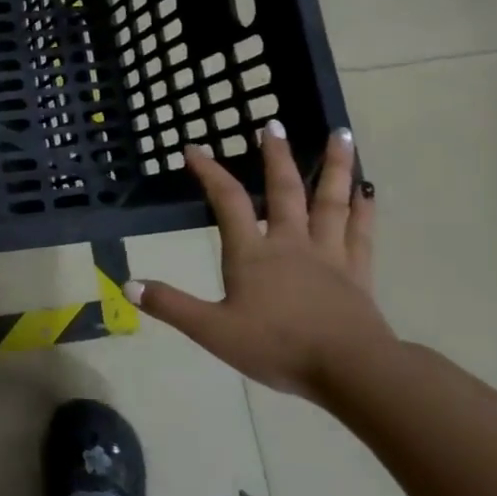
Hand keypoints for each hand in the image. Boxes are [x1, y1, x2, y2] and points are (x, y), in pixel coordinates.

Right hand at [126, 124, 391, 402]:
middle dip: (276, 155)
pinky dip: (365, 209)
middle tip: (273, 123)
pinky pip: (361, 233)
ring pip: (331, 201)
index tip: (194, 148)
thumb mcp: (213, 331)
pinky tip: (369, 190)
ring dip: (334, 167)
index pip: (227, 201)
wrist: (352, 372)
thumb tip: (127, 285)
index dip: (210, 172)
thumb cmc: (279, 347)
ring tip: (342, 134)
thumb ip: (171, 306)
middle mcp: (290, 243)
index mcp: (253, 253)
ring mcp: (329, 255)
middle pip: (284, 190)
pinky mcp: (358, 273)